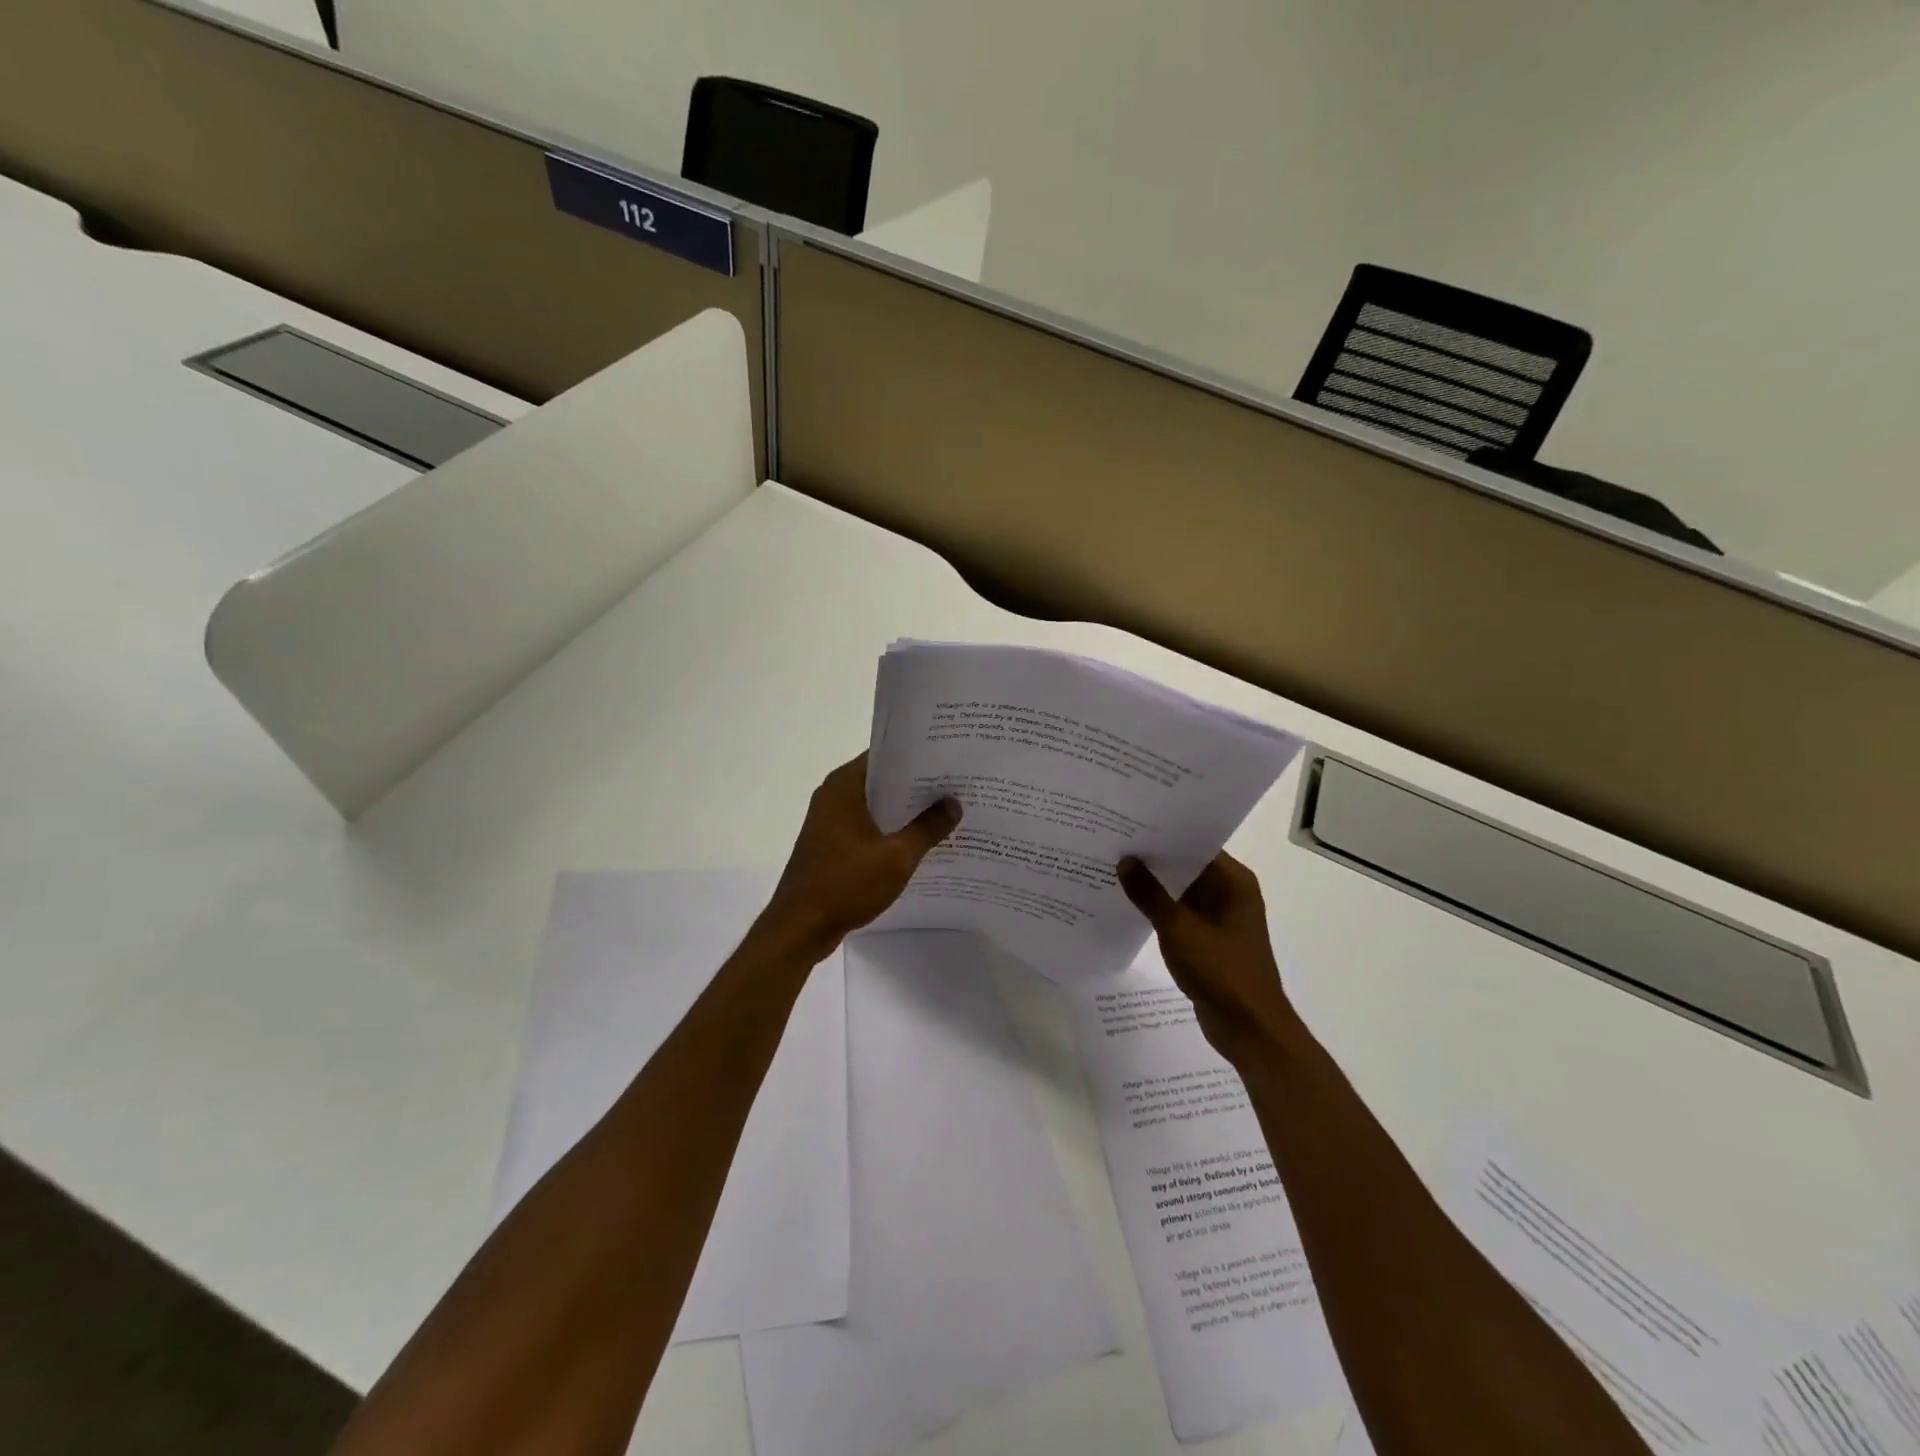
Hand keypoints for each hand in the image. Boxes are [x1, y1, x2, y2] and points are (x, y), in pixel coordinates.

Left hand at [760, 753, 961, 952]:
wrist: (799, 927)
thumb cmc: (845, 884)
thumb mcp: (896, 856)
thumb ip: (928, 827)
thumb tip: (954, 803)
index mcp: (844, 785)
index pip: (886, 755)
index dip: (918, 755)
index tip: (950, 757)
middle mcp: (834, 795)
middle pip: (883, 780)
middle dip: (918, 784)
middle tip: (958, 784)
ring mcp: (830, 820)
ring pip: (876, 805)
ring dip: (906, 810)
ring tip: (947, 810)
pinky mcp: (832, 844)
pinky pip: (868, 826)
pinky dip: (891, 829)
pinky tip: (921, 841)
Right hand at [1118, 852, 1298, 1064]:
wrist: (1249, 1028)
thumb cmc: (1220, 970)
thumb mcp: (1178, 928)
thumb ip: (1149, 893)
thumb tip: (1126, 860)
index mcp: (1234, 881)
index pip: (1196, 843)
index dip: (1164, 833)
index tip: (1130, 822)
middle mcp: (1231, 892)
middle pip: (1188, 865)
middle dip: (1154, 858)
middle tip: (1114, 842)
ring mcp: (1221, 917)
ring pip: (1183, 890)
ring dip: (1155, 884)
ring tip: (1114, 867)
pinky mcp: (1210, 939)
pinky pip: (1182, 913)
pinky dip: (1160, 908)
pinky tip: (1129, 903)